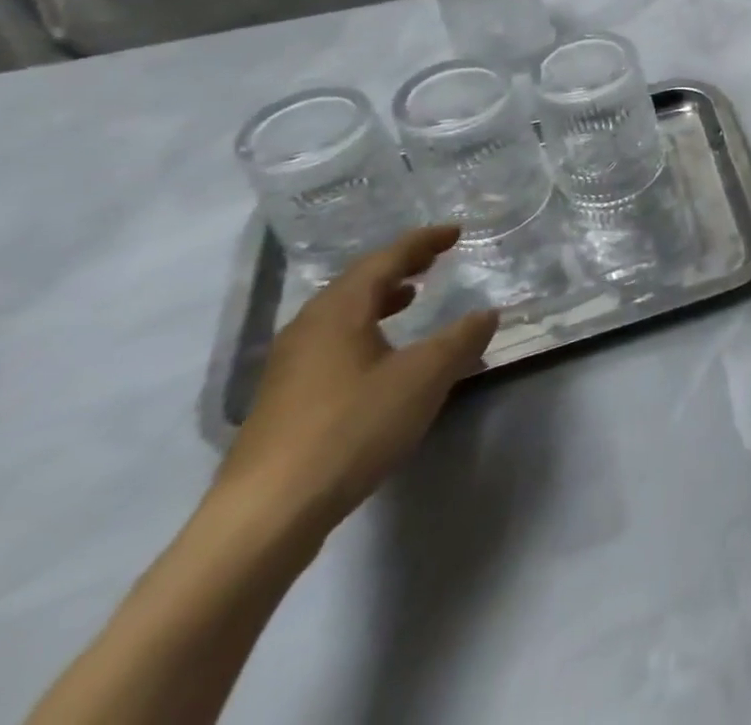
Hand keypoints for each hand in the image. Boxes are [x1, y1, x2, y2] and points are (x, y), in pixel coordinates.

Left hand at [215, 226, 499, 536]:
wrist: (265, 518)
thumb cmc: (352, 428)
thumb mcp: (425, 377)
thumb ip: (461, 339)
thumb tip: (486, 313)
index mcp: (339, 311)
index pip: (386, 259)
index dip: (423, 242)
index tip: (455, 232)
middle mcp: (308, 329)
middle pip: (357, 282)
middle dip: (399, 266)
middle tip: (434, 259)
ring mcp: (289, 367)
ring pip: (341, 314)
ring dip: (379, 299)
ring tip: (410, 298)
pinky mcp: (284, 402)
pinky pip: (333, 343)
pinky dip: (365, 330)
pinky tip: (381, 356)